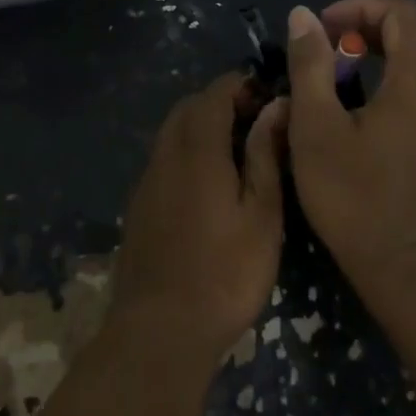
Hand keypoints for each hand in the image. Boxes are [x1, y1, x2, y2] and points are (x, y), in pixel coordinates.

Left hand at [111, 75, 287, 362]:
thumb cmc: (225, 274)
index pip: (213, 94)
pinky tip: (208, 183)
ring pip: (171, 133)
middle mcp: (165, 155)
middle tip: (255, 120)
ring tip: (237, 150)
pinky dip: (186, 152)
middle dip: (219, 101)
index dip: (239, 85)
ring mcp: (147, 181)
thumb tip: (276, 106)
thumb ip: (266, 155)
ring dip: (201, 126)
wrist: (160, 330)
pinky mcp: (139, 205)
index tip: (267, 94)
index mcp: (197, 150)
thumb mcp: (262, 216)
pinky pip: (163, 159)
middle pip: (188, 108)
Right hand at [284, 0, 415, 288]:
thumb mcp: (316, 126)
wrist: (404, 265)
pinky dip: (390, 78)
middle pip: (413, 32)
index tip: (322, 30)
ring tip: (336, 76)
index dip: (359, 7)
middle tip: (325, 49)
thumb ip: (310, 65)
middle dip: (366, 27)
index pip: (401, 11)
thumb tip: (303, 16)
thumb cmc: (354, 194)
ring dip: (378, 53)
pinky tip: (358, 108)